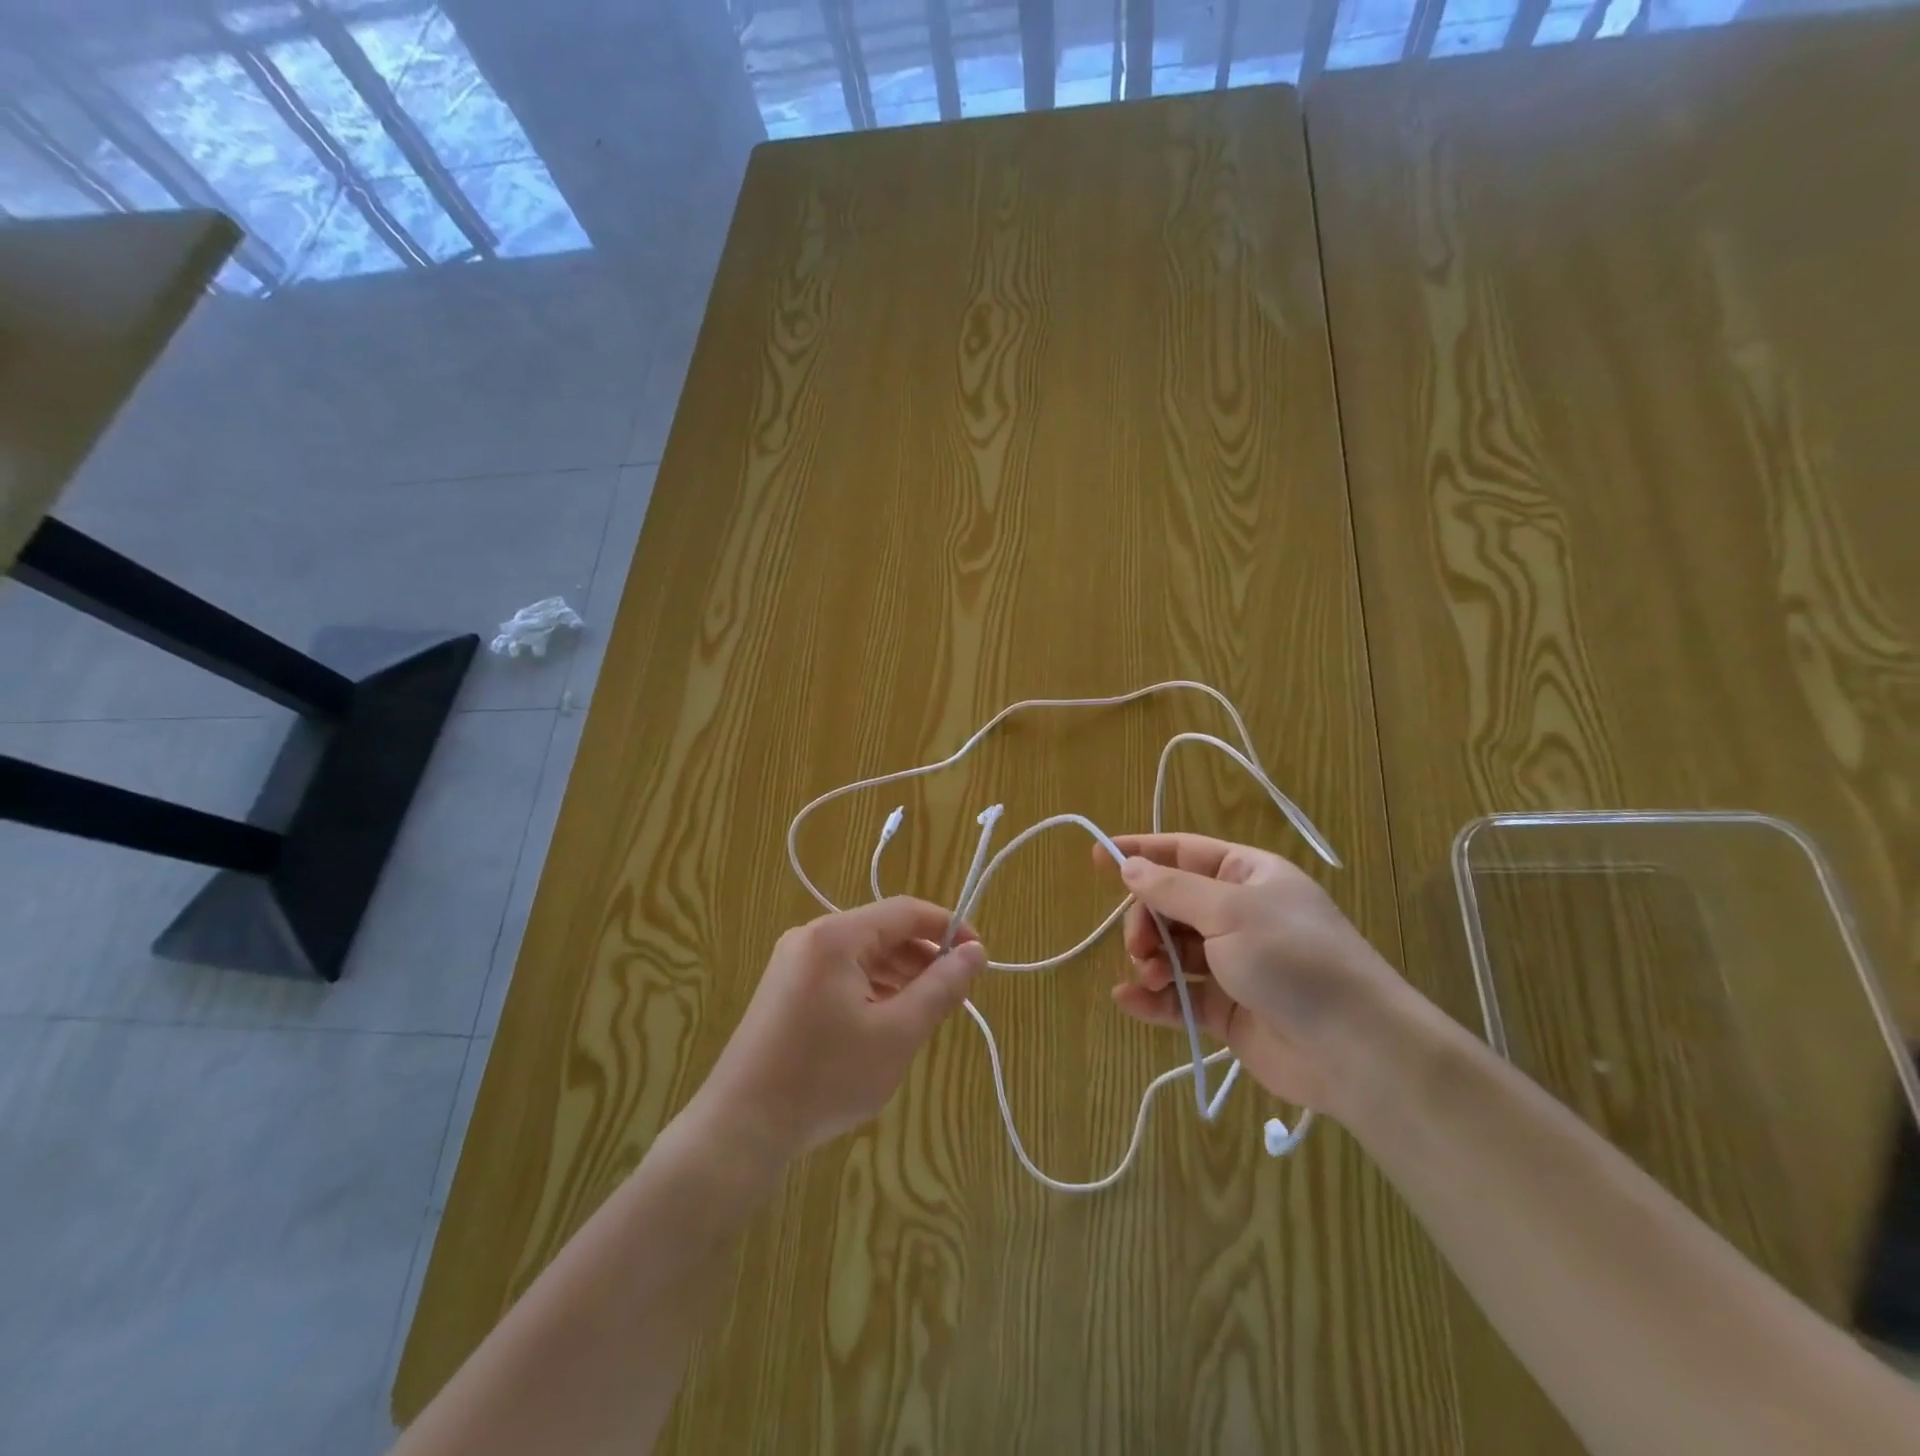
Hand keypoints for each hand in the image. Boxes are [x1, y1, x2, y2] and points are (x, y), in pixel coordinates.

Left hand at [696, 898, 985, 1161]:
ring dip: (901, 976)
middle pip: (884, 931)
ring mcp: (794, 962)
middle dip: (924, 957)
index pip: (906, 912)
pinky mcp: (787, 989)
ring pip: (864, 955)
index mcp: (836, 936)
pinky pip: (842, 974)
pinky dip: (873, 990)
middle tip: (956, 995)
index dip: (949, 928)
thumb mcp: (897, 1033)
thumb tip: (976, 952)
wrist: (740, 1128)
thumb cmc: (826, 1077)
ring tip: (927, 1013)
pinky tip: (888, 1023)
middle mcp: (812, 937)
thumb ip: (941, 988)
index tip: (980, 958)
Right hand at [1096, 833, 1412, 1112]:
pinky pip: (1181, 996)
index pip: (1185, 852)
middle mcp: (1240, 914)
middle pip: (1171, 904)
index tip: (1098, 857)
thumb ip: (1172, 889)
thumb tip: (1128, 865)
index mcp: (1249, 876)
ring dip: (1150, 960)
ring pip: (1172, 951)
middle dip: (1145, 920)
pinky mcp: (1228, 1009)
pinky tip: (1129, 1000)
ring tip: (1149, 976)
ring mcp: (1234, 963)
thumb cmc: (1293, 958)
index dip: (1142, 852)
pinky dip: (1154, 998)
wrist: (1356, 1050)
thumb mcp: (1229, 911)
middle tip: (1138, 945)